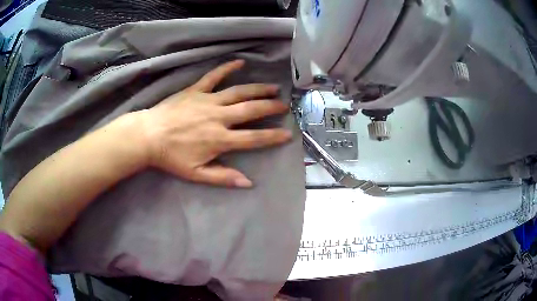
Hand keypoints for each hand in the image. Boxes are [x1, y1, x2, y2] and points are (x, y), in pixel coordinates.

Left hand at [139, 60, 291, 187]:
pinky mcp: (196, 90)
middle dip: (270, 107)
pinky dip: (227, 68)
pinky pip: (214, 76)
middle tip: (284, 105)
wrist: (148, 136)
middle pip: (251, 110)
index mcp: (220, 139)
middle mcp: (219, 117)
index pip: (253, 138)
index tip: (288, 134)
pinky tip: (240, 62)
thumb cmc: (171, 157)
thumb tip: (248, 182)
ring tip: (273, 87)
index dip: (272, 137)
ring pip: (239, 92)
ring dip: (258, 89)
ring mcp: (208, 101)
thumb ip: (223, 177)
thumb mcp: (196, 174)